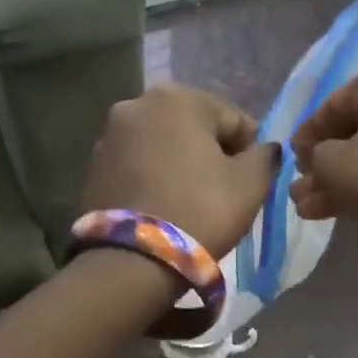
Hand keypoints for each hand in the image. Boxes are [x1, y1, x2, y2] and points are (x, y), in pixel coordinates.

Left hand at [79, 84, 279, 258]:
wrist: (133, 259)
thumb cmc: (201, 210)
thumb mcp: (250, 184)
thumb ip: (264, 156)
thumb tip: (264, 149)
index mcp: (179, 98)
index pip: (232, 119)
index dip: (248, 150)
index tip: (252, 180)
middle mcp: (138, 103)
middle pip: (192, 126)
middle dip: (210, 153)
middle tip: (222, 190)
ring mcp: (109, 134)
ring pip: (161, 144)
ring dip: (179, 163)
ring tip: (190, 200)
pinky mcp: (93, 165)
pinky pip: (136, 164)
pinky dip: (152, 176)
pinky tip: (163, 204)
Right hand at [289, 57, 357, 220]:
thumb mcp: (331, 163)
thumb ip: (315, 158)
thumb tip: (318, 162)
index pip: (332, 105)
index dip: (306, 137)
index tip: (292, 161)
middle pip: (356, 131)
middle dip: (325, 164)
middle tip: (302, 188)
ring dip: (342, 180)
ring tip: (311, 209)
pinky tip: (340, 211)